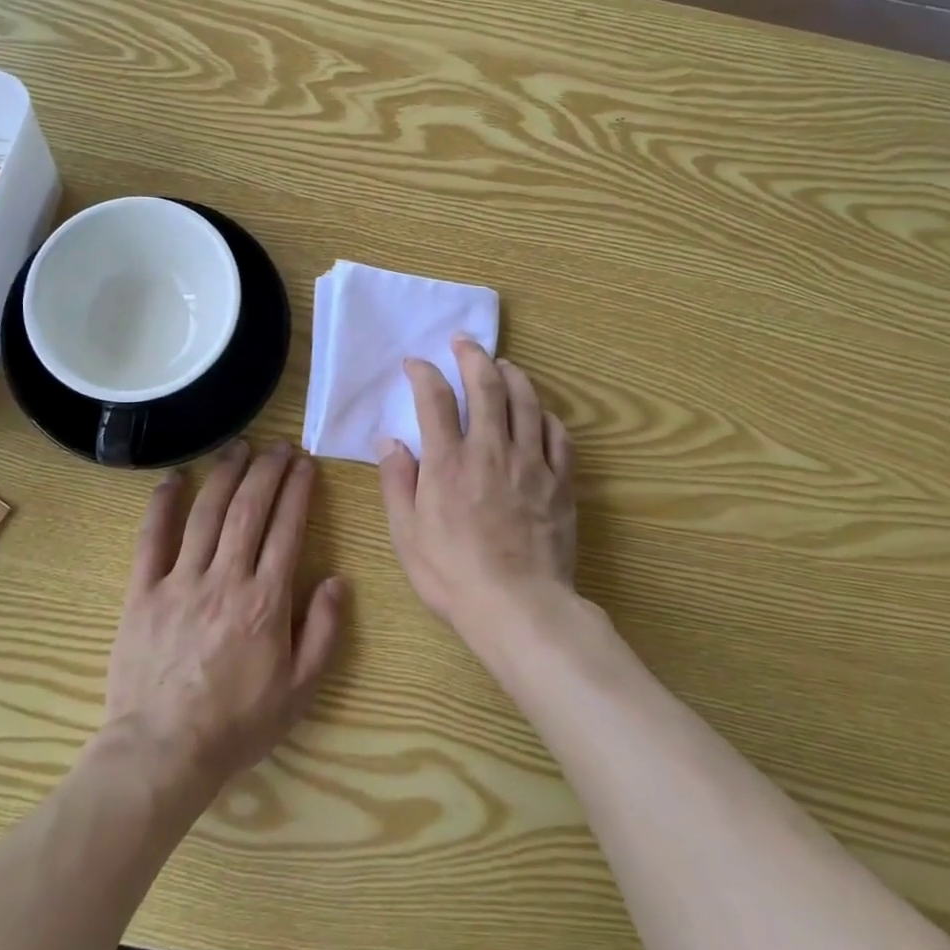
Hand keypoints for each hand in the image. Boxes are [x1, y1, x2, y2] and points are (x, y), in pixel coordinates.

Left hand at [102, 441, 346, 799]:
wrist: (163, 753)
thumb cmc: (237, 724)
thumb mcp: (300, 691)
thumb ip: (324, 633)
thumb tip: (337, 581)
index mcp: (265, 601)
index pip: (287, 529)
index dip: (298, 491)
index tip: (305, 464)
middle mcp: (225, 579)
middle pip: (249, 510)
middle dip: (267, 471)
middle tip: (279, 446)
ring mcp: (180, 581)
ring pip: (207, 514)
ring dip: (225, 475)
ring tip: (239, 447)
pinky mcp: (142, 592)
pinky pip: (151, 538)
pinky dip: (162, 504)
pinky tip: (174, 478)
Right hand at [377, 338, 577, 643]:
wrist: (519, 608)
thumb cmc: (453, 575)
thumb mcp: (406, 534)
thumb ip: (396, 482)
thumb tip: (389, 441)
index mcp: (448, 461)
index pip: (433, 399)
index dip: (423, 373)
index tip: (416, 364)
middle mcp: (490, 449)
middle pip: (485, 385)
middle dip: (472, 355)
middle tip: (463, 341)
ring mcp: (530, 462)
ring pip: (526, 401)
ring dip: (512, 374)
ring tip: (502, 364)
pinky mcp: (560, 481)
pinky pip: (558, 435)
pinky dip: (546, 415)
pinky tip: (539, 414)